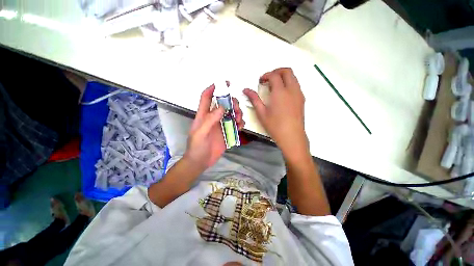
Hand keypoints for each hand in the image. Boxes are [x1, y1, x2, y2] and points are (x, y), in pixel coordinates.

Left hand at [184, 83, 244, 171]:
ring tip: (238, 120)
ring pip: (231, 113)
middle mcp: (213, 118)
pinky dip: (240, 123)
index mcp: (204, 115)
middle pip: (224, 104)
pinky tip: (241, 126)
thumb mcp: (200, 133)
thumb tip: (222, 107)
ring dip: (237, 113)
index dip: (213, 88)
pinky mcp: (227, 132)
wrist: (201, 162)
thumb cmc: (197, 147)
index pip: (207, 97)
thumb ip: (210, 120)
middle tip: (236, 109)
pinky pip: (235, 124)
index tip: (223, 83)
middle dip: (231, 103)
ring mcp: (221, 125)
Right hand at [243, 68, 307, 160]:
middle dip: (276, 71)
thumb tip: (246, 90)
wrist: (292, 136)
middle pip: (287, 71)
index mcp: (280, 92)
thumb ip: (254, 99)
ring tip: (274, 87)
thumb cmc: (274, 125)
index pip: (274, 75)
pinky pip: (296, 85)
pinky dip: (288, 84)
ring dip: (283, 77)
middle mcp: (292, 89)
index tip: (260, 81)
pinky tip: (282, 95)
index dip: (266, 75)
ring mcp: (299, 94)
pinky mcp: (302, 99)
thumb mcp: (261, 112)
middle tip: (268, 79)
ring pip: (293, 77)